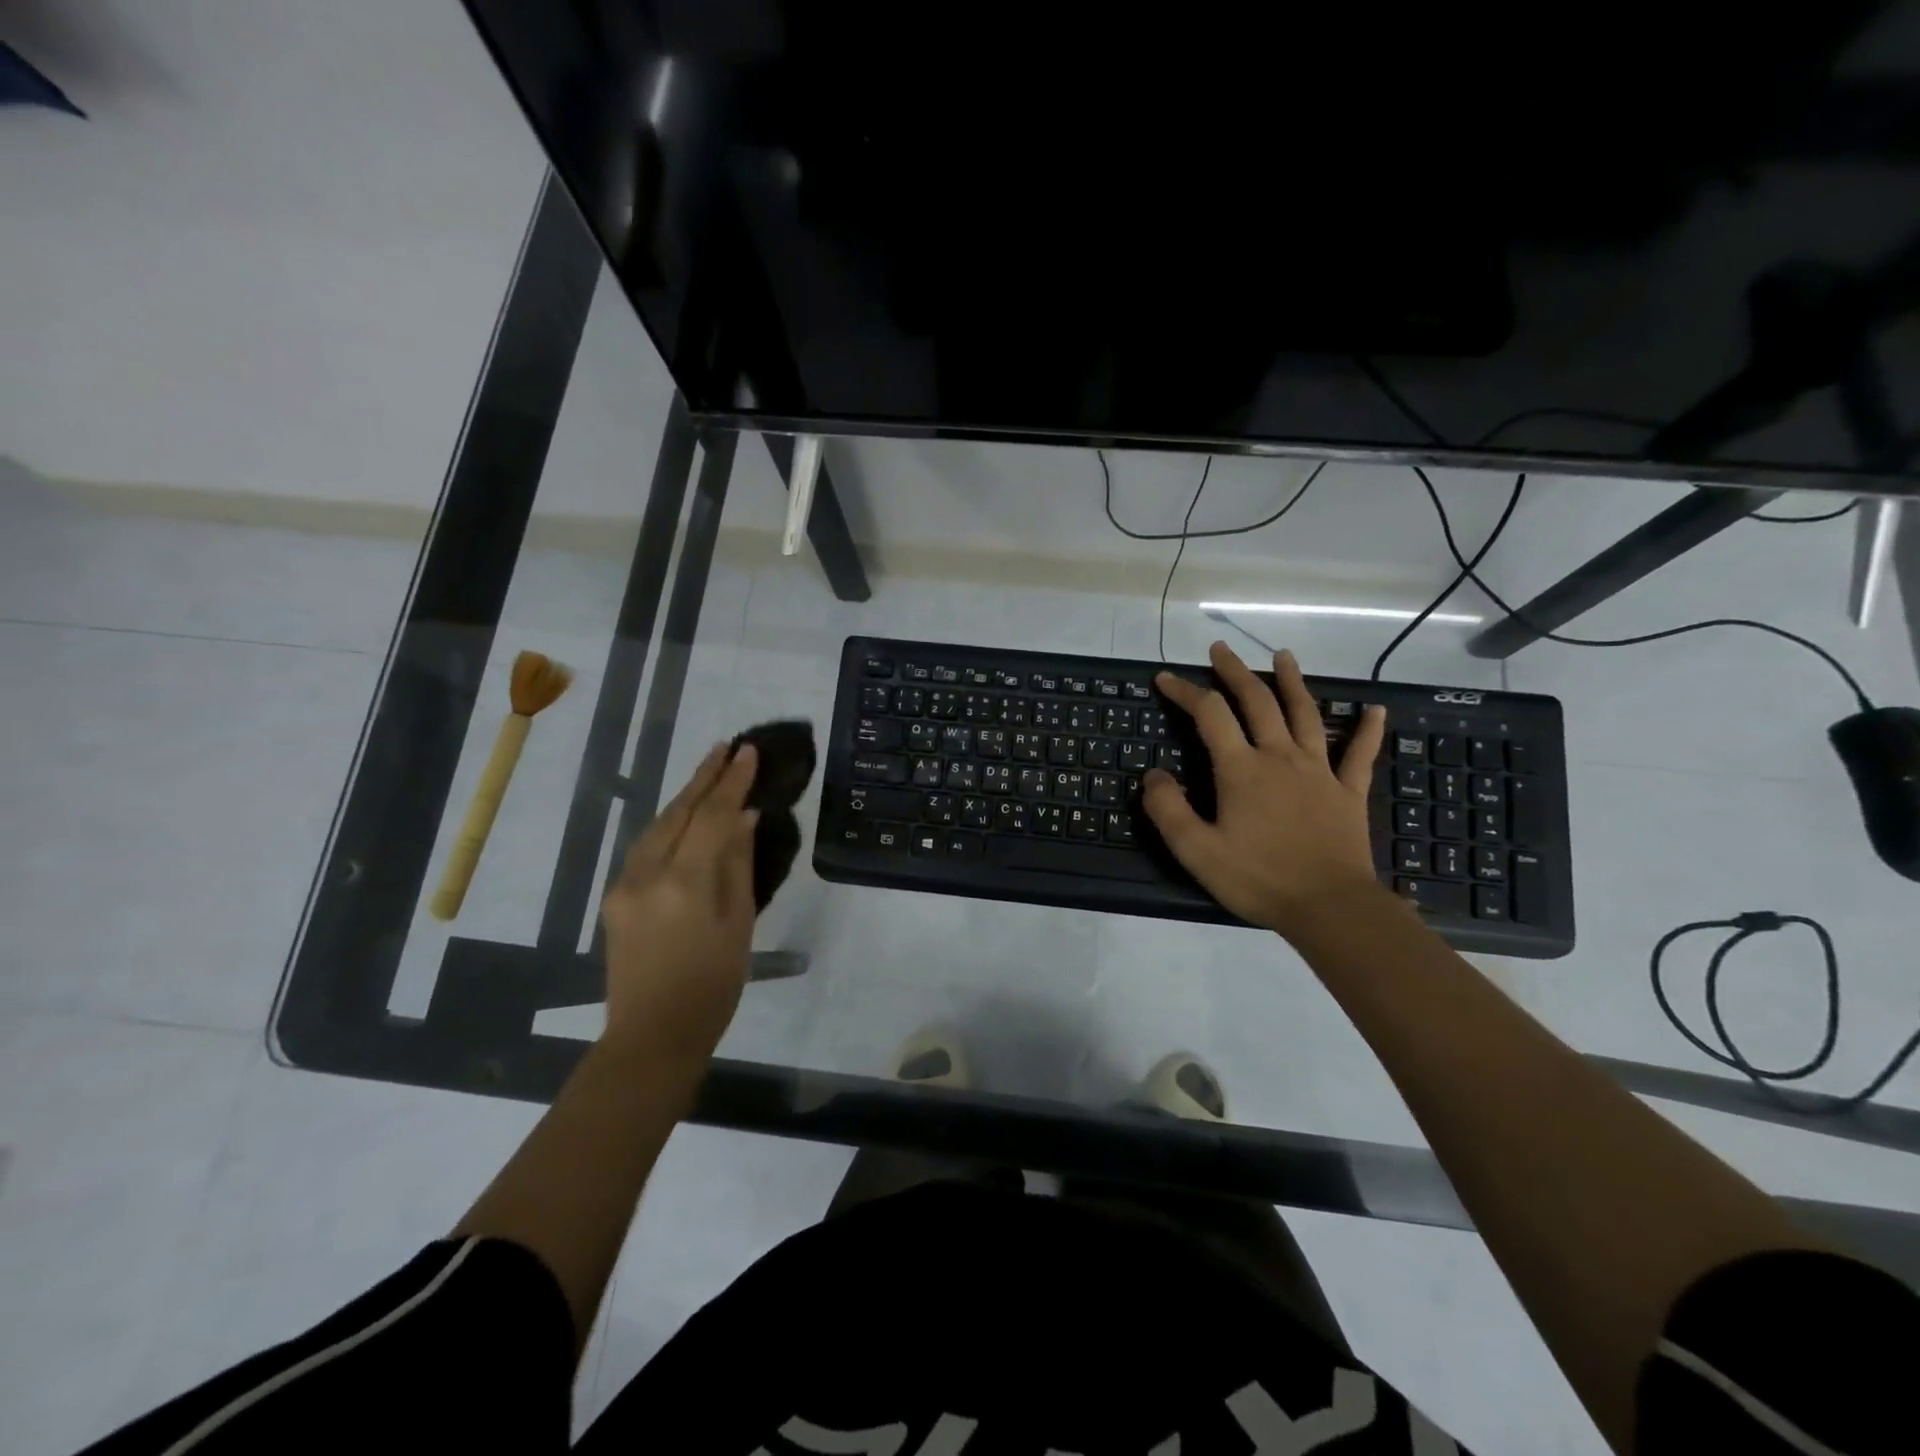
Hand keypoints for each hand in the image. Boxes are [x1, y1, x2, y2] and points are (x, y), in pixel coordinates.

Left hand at [600, 743, 759, 1061]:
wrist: (652, 1036)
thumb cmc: (713, 985)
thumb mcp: (739, 923)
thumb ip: (737, 864)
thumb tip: (743, 818)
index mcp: (684, 882)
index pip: (712, 816)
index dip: (732, 782)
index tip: (748, 751)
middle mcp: (646, 874)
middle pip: (678, 812)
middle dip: (704, 777)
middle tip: (727, 748)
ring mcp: (624, 885)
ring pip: (657, 826)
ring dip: (684, 797)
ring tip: (709, 772)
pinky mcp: (614, 898)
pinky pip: (645, 847)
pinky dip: (669, 824)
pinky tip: (684, 816)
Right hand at [1143, 641, 1388, 937]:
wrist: (1330, 907)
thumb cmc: (1259, 878)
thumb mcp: (1196, 850)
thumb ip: (1168, 809)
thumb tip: (1153, 775)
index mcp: (1242, 769)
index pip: (1209, 714)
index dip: (1185, 692)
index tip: (1166, 679)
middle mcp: (1280, 757)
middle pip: (1258, 701)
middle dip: (1235, 672)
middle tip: (1220, 650)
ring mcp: (1320, 772)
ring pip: (1306, 714)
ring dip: (1292, 682)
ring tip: (1283, 656)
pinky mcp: (1348, 792)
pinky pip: (1360, 754)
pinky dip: (1368, 730)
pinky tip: (1375, 710)